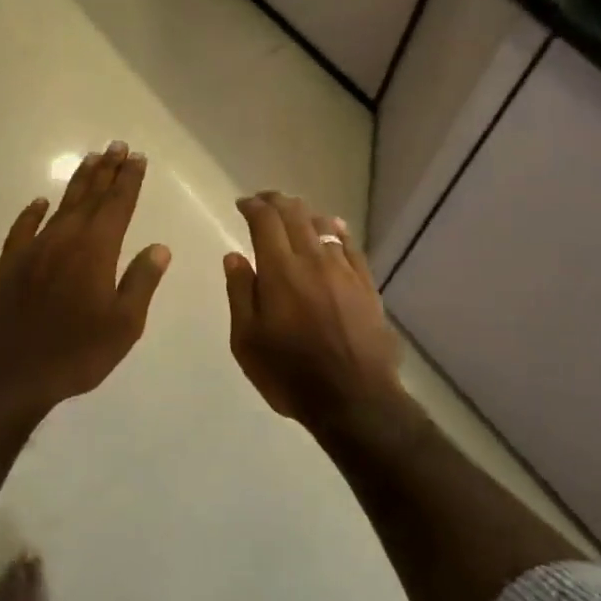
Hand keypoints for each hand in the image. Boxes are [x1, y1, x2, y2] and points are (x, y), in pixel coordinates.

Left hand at [0, 142, 170, 414]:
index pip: (118, 205)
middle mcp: (65, 239)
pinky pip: (23, 227)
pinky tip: (40, 202)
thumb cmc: (76, 353)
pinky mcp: (9, 263)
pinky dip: (33, 212)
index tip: (137, 157)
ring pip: (61, 206)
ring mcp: (34, 248)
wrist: (10, 373)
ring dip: (77, 182)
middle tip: (116, 146)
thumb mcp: (123, 325)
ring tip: (90, 160)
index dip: (129, 180)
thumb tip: (159, 247)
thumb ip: (141, 281)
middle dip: (106, 171)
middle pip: (90, 197)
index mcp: (96, 250)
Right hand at [224, 192, 402, 428]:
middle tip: (263, 201)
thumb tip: (234, 256)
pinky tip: (332, 227)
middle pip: (295, 215)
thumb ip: (240, 292)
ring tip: (292, 212)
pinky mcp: (366, 286)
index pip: (265, 221)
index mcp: (280, 271)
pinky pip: (351, 246)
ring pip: (323, 225)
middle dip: (276, 201)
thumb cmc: (289, 374)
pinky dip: (337, 230)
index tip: (242, 204)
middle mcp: (313, 260)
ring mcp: (344, 271)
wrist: (354, 400)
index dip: (253, 206)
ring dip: (304, 213)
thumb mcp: (247, 340)